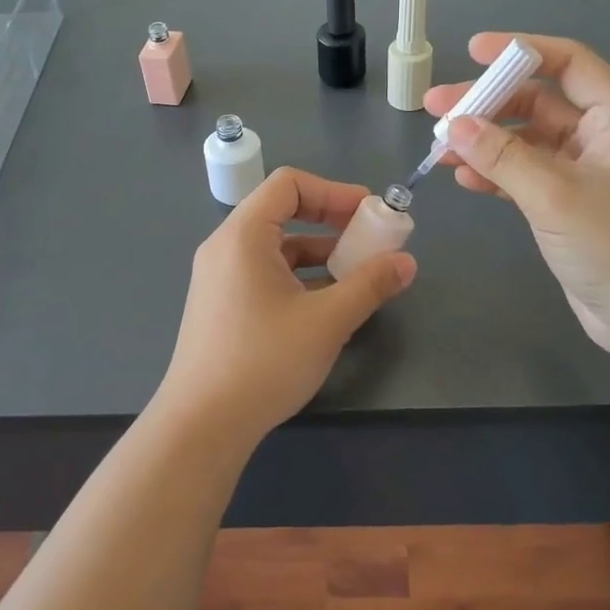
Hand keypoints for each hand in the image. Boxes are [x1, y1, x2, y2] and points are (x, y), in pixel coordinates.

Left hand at [153, 168, 415, 441]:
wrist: (202, 425)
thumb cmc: (264, 361)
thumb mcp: (327, 321)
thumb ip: (370, 284)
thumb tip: (407, 262)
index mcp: (243, 235)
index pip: (289, 185)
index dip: (334, 191)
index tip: (370, 213)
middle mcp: (225, 247)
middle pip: (282, 212)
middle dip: (331, 221)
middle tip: (370, 240)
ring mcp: (219, 278)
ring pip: (276, 247)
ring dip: (318, 252)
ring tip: (357, 274)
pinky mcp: (222, 305)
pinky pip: (265, 273)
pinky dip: (299, 277)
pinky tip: (327, 304)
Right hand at [425, 33, 609, 367]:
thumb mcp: (557, 195)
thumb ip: (503, 156)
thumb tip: (455, 124)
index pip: (568, 63)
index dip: (521, 50)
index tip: (474, 51)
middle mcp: (599, 138)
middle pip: (537, 102)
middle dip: (487, 102)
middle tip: (435, 108)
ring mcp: (582, 174)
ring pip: (525, 142)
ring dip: (484, 142)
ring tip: (438, 148)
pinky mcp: (567, 206)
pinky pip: (524, 176)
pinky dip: (494, 174)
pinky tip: (463, 179)